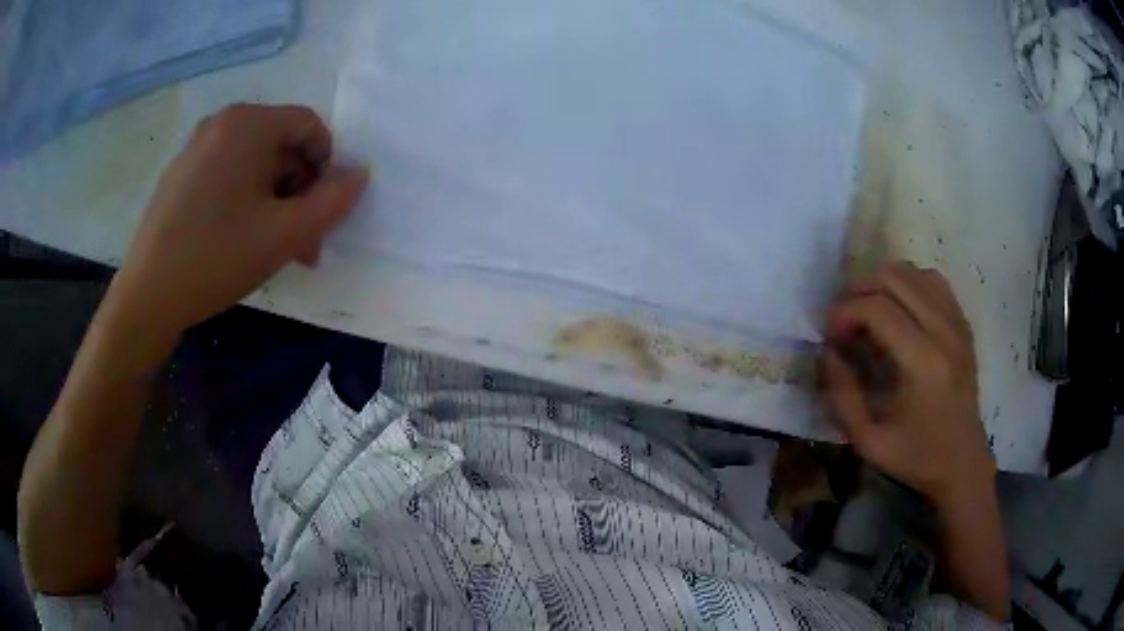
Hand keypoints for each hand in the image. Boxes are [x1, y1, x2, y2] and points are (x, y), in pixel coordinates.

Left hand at [107, 103, 368, 342]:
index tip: (321, 212)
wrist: (147, 297)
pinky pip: (227, 176)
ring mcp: (196, 148)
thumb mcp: (285, 234)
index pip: (309, 126)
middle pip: (281, 146)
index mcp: (248, 123)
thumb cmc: (217, 258)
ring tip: (276, 250)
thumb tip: (360, 175)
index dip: (327, 166)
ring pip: (254, 164)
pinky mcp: (180, 175)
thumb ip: (333, 201)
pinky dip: (245, 202)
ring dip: (275, 203)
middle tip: (303, 243)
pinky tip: (241, 241)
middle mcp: (221, 123)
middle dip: (300, 193)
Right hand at [820, 262, 993, 506]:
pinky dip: (909, 283)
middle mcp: (944, 332)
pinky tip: (899, 308)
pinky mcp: (963, 323)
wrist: (962, 462)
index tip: (829, 334)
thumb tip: (827, 352)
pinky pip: (933, 281)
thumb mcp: (867, 441)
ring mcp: (957, 323)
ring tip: (869, 310)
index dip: (844, 312)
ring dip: (883, 283)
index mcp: (923, 364)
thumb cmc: (915, 457)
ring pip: (913, 272)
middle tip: (845, 318)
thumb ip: (842, 395)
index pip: (877, 308)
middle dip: (859, 289)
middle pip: (895, 277)